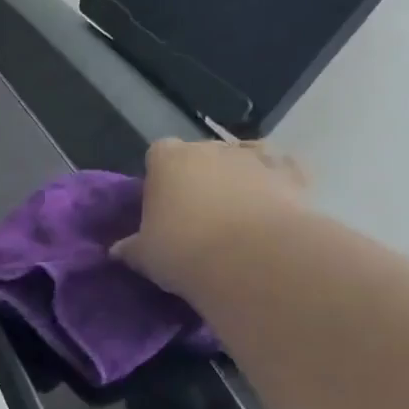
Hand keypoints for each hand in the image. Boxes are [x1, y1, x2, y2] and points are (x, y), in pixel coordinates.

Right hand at [113, 139, 309, 296]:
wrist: (253, 260)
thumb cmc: (184, 251)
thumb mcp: (146, 256)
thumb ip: (131, 248)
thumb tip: (117, 250)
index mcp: (168, 159)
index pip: (157, 154)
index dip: (160, 177)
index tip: (162, 206)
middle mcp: (210, 148)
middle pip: (201, 155)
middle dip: (200, 177)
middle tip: (198, 216)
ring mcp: (254, 157)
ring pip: (243, 159)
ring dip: (239, 178)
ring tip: (238, 215)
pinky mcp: (292, 174)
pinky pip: (282, 172)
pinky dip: (278, 184)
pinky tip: (275, 207)